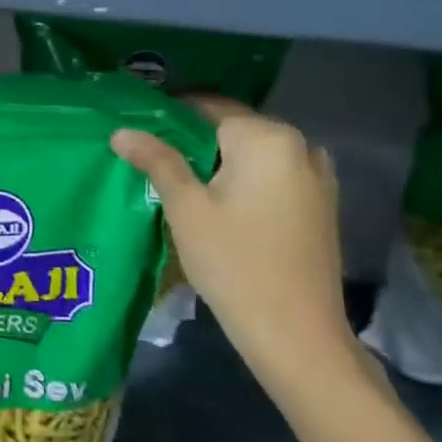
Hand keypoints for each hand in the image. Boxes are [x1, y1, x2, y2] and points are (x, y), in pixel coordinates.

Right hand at [111, 98, 358, 398]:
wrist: (296, 334)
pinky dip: (243, 178)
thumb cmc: (234, 263)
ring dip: (218, 160)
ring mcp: (317, 176)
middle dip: (192, 138)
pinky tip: (217, 200)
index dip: (170, 113)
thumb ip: (157, 161)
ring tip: (177, 178)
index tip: (137, 125)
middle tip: (150, 155)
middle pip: (233, 128)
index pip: (209, 106)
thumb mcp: (186, 208)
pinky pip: (272, 175)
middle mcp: (300, 146)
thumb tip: (121, 131)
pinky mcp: (320, 204)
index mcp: (267, 138)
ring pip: (253, 153)